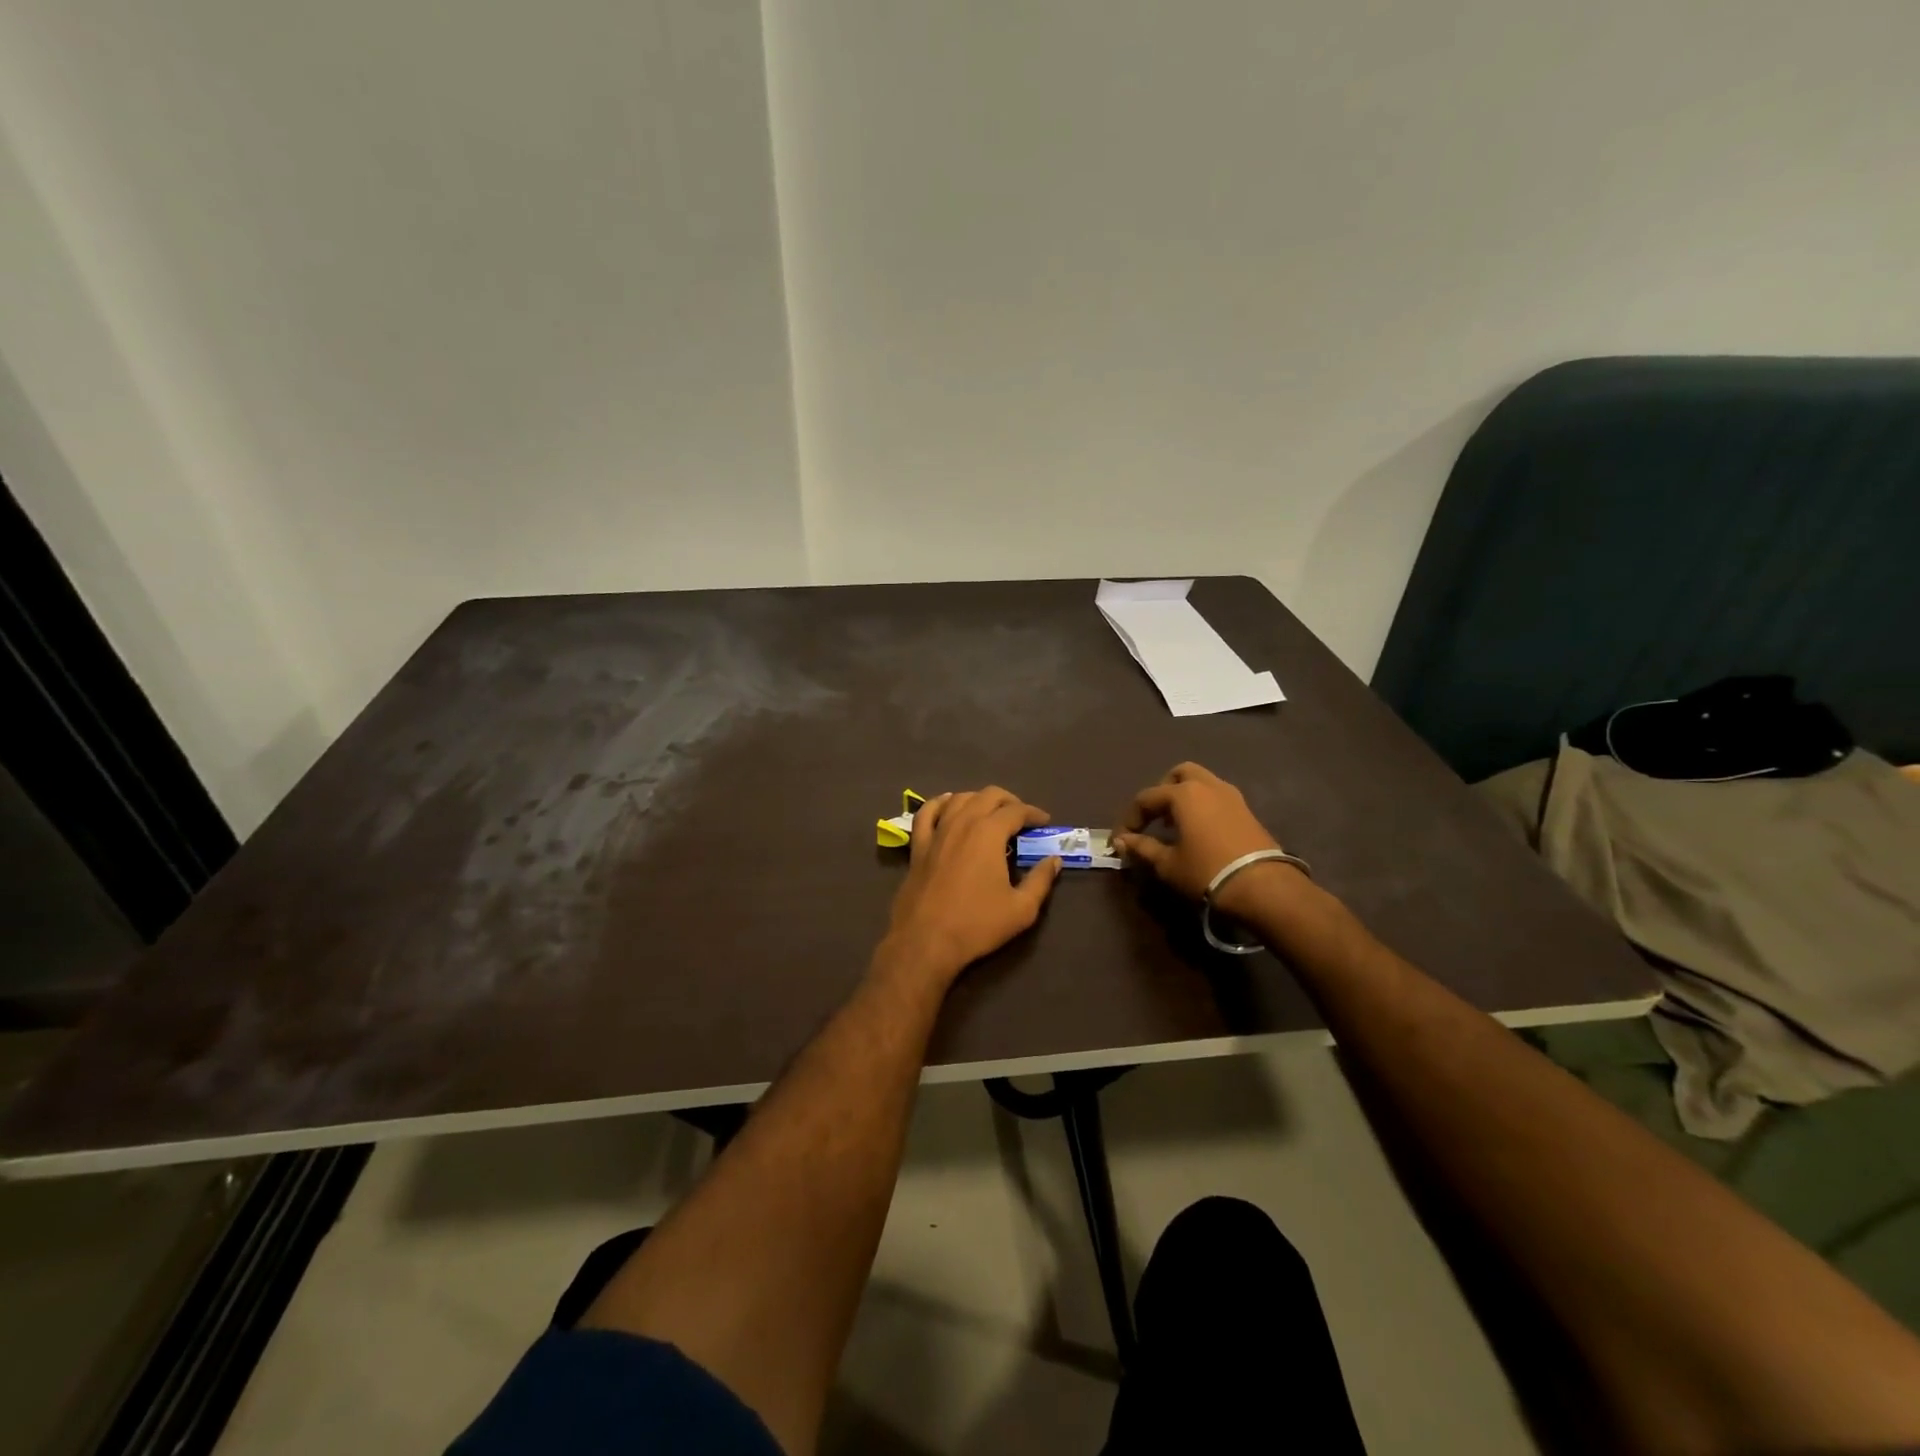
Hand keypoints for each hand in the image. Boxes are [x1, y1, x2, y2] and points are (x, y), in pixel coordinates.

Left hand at [879, 786, 1062, 984]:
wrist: (925, 941)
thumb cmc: (977, 924)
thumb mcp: (1021, 909)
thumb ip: (1041, 880)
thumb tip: (1054, 860)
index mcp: (989, 833)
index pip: (1016, 811)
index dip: (1034, 813)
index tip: (1044, 822)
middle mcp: (962, 822)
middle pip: (988, 795)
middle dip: (1009, 801)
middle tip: (1021, 817)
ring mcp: (936, 832)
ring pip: (958, 799)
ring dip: (978, 799)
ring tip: (990, 813)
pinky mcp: (918, 846)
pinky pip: (926, 813)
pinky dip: (940, 804)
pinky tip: (948, 806)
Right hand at [1111, 762, 1291, 914]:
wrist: (1263, 888)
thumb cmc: (1206, 872)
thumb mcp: (1168, 864)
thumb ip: (1142, 848)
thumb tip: (1121, 842)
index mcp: (1183, 793)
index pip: (1146, 798)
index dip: (1130, 819)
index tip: (1122, 841)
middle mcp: (1207, 785)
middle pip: (1178, 775)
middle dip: (1161, 792)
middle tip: (1153, 818)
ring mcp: (1231, 796)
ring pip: (1202, 782)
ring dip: (1184, 796)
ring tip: (1175, 824)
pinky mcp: (1247, 811)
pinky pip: (1217, 797)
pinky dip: (1203, 805)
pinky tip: (1199, 831)